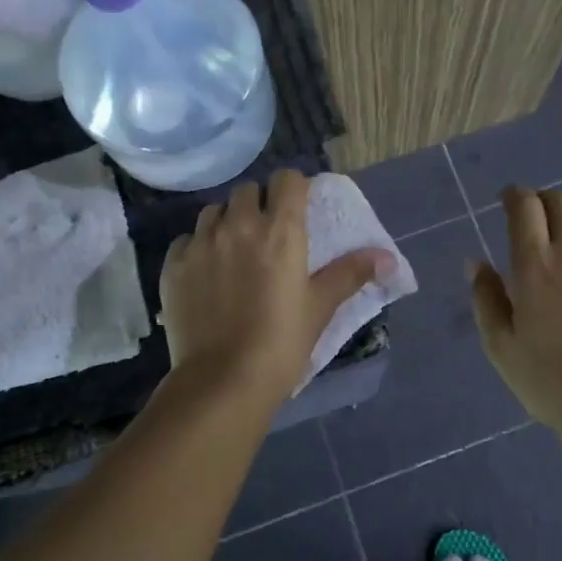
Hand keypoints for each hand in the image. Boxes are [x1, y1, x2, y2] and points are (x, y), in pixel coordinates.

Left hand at [162, 170, 392, 401]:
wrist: (223, 380)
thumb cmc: (282, 342)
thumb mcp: (321, 307)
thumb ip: (351, 273)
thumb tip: (389, 257)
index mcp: (281, 231)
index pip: (287, 180)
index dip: (294, 188)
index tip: (297, 207)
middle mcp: (238, 225)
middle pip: (247, 190)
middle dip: (259, 203)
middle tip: (266, 232)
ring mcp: (201, 243)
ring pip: (213, 211)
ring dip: (226, 221)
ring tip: (233, 249)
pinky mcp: (173, 265)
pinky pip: (187, 239)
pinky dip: (197, 246)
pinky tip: (205, 272)